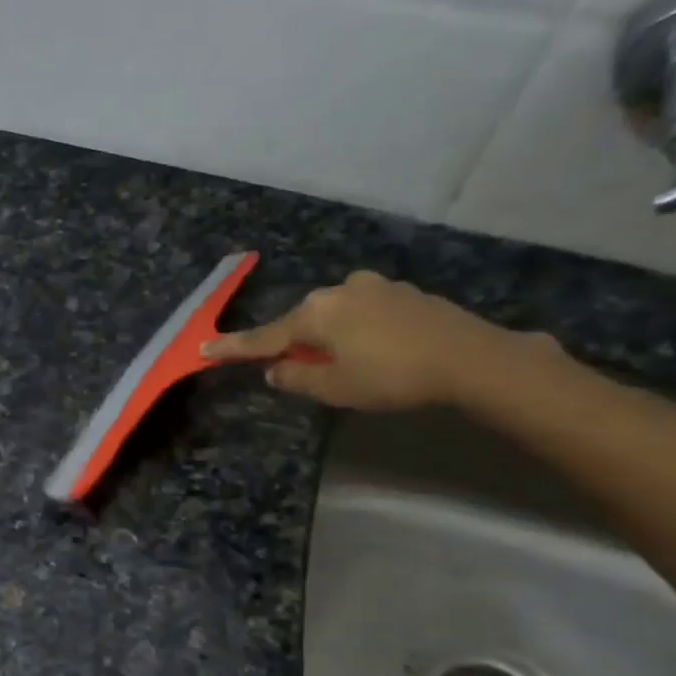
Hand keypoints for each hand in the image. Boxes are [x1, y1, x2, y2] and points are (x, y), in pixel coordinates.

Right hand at [201, 270, 548, 411]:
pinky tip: (372, 350)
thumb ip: (296, 379)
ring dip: (327, 337)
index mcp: (315, 313)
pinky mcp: (403, 293)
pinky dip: (356, 331)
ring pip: (334, 315)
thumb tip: (275, 370)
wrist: (471, 358)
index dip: (233, 348)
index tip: (204, 348)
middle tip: (291, 369)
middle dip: (293, 343)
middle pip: (301, 321)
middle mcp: (339, 290)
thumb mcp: (334, 388)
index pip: (264, 337)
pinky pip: (363, 313)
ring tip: (341, 363)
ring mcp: (374, 287)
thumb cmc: (391, 377)